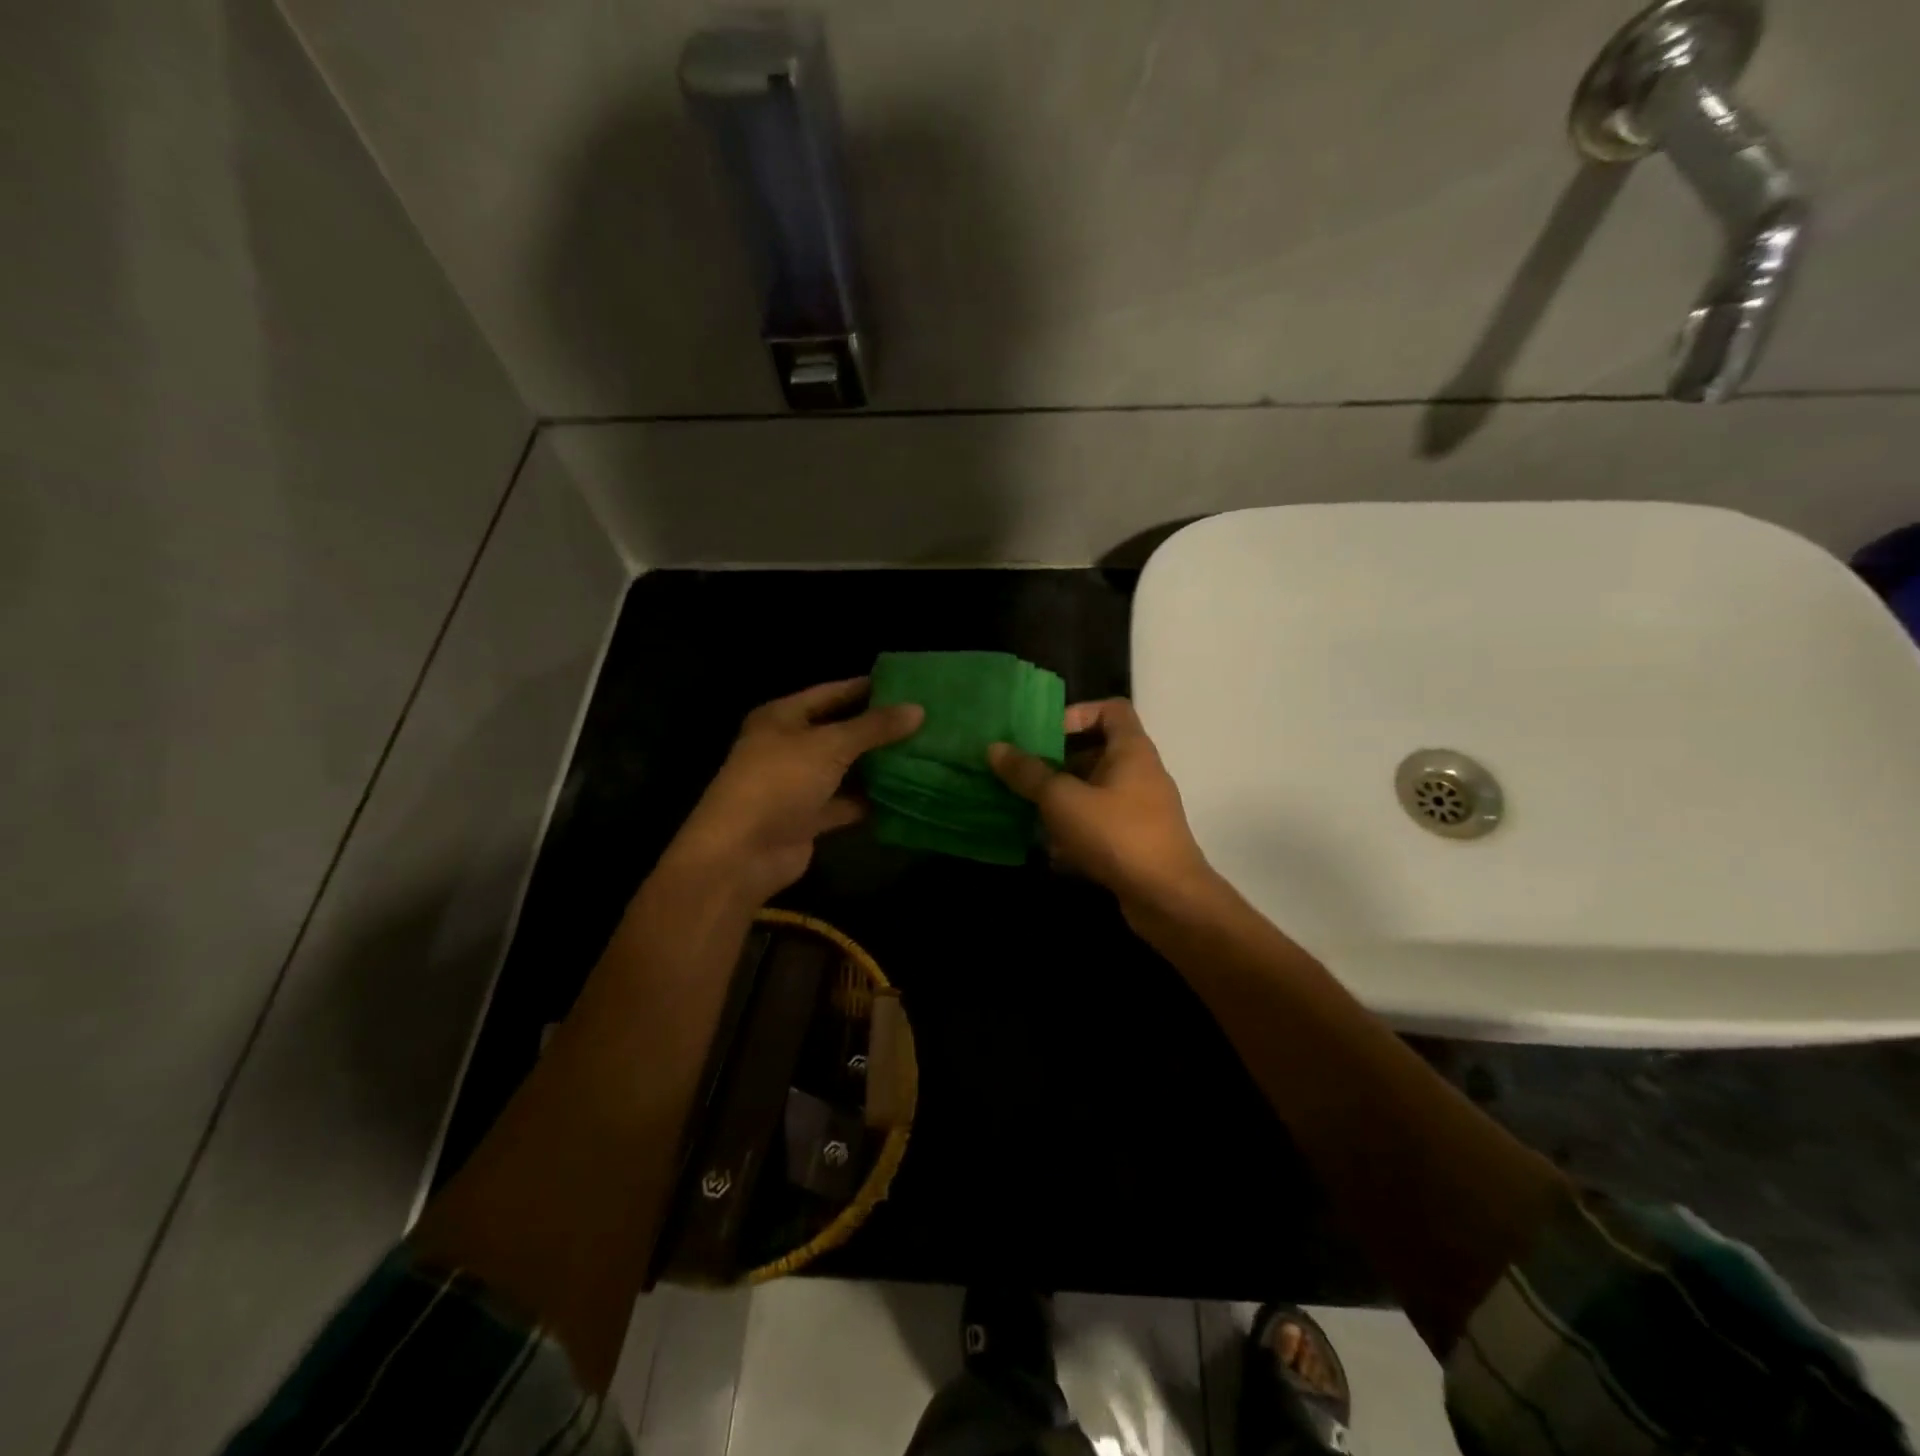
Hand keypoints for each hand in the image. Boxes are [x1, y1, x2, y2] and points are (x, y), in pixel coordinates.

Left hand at [664, 677, 923, 905]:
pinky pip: (846, 803)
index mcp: (782, 717)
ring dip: (877, 765)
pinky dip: (870, 800)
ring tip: (923, 752)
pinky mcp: (808, 818)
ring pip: (845, 769)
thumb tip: (919, 710)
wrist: (742, 853)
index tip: (908, 686)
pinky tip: (906, 793)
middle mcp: (788, 746)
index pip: (831, 693)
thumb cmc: (780, 782)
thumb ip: (874, 728)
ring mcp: (798, 784)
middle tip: (923, 720)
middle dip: (878, 729)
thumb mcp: (830, 746)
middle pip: (840, 731)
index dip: (867, 688)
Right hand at [988, 698, 1215, 913]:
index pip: (1111, 709)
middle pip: (1097, 752)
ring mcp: (1141, 809)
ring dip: (1063, 799)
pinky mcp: (1136, 841)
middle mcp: (1140, 773)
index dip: (1078, 713)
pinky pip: (1100, 824)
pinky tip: (1050, 850)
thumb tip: (995, 748)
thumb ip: (1028, 773)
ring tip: (1028, 810)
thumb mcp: (1063, 800)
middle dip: (1058, 762)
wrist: (1168, 899)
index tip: (1045, 734)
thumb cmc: (1116, 834)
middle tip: (1024, 774)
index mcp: (1131, 750)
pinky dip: (1076, 830)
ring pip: (1095, 791)